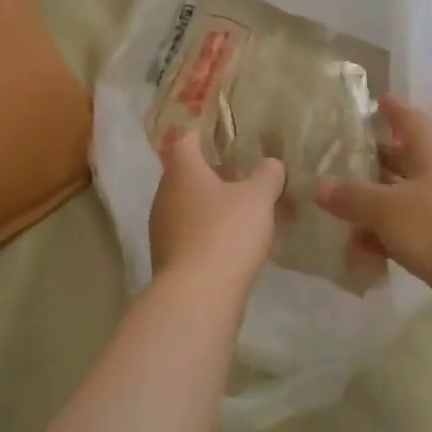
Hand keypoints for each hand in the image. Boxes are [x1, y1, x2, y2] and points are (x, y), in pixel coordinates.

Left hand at [149, 133, 285, 289]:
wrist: (197, 295)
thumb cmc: (227, 232)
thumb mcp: (259, 197)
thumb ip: (267, 175)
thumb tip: (271, 163)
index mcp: (182, 171)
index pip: (186, 141)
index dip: (203, 136)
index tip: (223, 139)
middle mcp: (164, 195)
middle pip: (184, 175)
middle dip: (211, 174)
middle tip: (240, 177)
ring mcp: (161, 229)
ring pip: (185, 206)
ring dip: (208, 206)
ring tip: (240, 212)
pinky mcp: (166, 258)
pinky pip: (187, 234)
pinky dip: (204, 233)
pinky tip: (229, 244)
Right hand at [315, 96, 431, 341]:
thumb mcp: (386, 208)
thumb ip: (352, 197)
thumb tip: (319, 187)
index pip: (410, 121)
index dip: (393, 110)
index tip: (378, 100)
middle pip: (405, 162)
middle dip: (376, 161)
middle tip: (342, 160)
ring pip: (404, 202)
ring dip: (375, 208)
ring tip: (338, 216)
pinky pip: (409, 235)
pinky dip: (386, 239)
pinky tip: (360, 253)